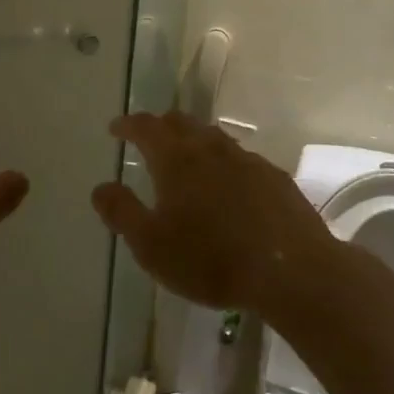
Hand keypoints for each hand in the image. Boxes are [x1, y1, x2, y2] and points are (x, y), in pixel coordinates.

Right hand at [92, 112, 336, 311]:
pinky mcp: (274, 178)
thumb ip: (121, 212)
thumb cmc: (211, 259)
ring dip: (193, 141)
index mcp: (175, 158)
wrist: (293, 272)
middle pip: (181, 122)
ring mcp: (246, 159)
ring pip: (212, 137)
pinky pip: (240, 158)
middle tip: (148, 139)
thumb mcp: (151, 244)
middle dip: (160, 126)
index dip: (128, 125)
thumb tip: (101, 187)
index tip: (115, 129)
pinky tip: (228, 186)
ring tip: (186, 160)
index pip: (146, 127)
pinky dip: (223, 163)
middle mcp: (210, 148)